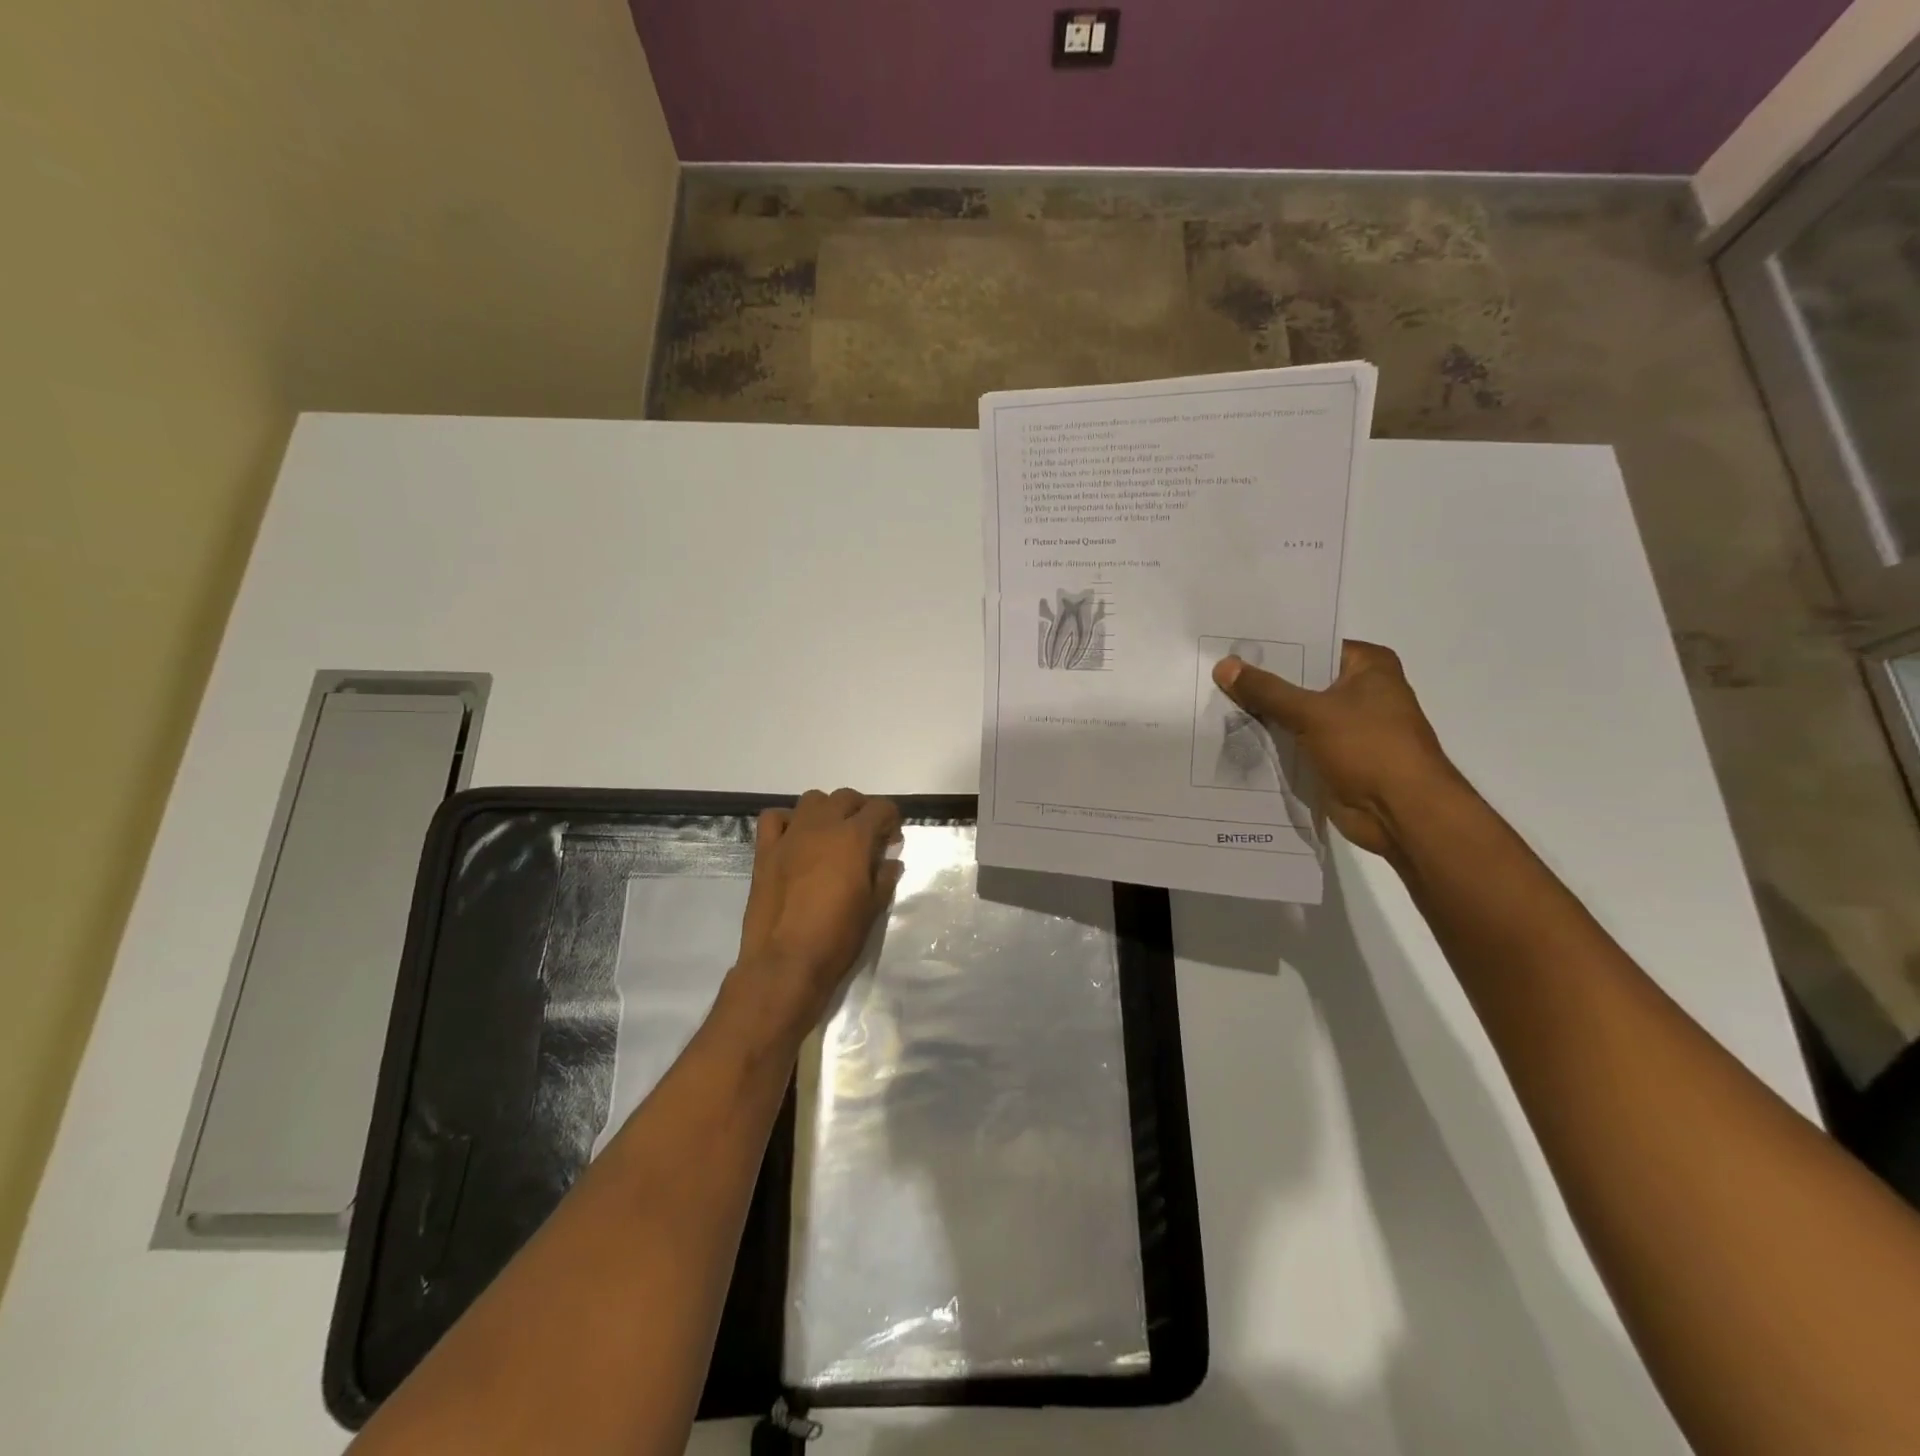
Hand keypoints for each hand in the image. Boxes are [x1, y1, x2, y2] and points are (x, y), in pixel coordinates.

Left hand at [734, 788, 902, 1029]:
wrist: (785, 963)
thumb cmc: (837, 937)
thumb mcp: (873, 908)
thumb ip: (884, 876)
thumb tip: (890, 861)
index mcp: (853, 838)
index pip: (880, 808)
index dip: (891, 819)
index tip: (891, 840)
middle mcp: (822, 826)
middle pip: (846, 797)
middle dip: (861, 810)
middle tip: (866, 837)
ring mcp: (790, 836)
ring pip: (812, 800)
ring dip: (827, 810)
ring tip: (832, 835)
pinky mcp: (765, 851)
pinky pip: (774, 818)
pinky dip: (788, 821)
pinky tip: (796, 839)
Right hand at [1213, 640, 1463, 858]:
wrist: (1401, 814)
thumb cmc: (1369, 749)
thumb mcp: (1312, 712)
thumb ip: (1265, 690)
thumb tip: (1223, 666)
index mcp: (1368, 666)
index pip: (1310, 646)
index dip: (1270, 649)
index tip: (1229, 648)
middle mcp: (1360, 691)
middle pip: (1299, 681)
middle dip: (1260, 683)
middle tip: (1213, 674)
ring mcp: (1347, 726)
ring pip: (1294, 713)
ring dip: (1262, 715)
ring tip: (1213, 703)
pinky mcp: (1334, 756)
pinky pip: (1294, 741)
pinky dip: (1271, 741)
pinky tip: (1232, 736)